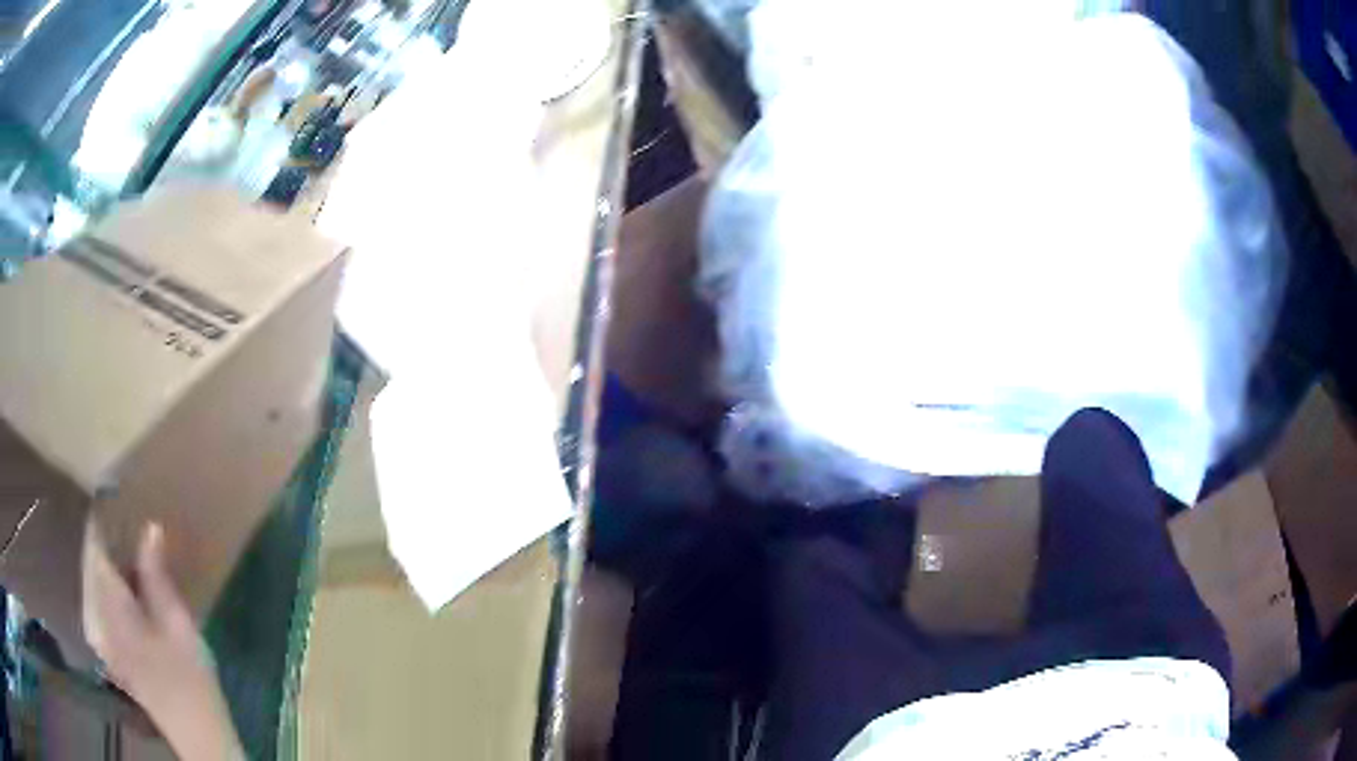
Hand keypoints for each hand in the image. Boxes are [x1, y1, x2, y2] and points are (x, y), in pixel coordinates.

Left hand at [82, 521, 243, 759]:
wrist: (197, 736)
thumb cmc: (191, 681)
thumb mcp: (180, 627)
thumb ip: (158, 577)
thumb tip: (149, 527)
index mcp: (113, 610)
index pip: (96, 551)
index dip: (101, 521)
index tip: (113, 495)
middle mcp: (98, 618)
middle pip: (92, 565)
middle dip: (105, 541)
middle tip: (126, 520)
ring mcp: (101, 636)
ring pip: (95, 584)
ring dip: (107, 564)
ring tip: (127, 548)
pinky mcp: (108, 650)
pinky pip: (100, 604)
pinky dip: (109, 588)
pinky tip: (126, 587)